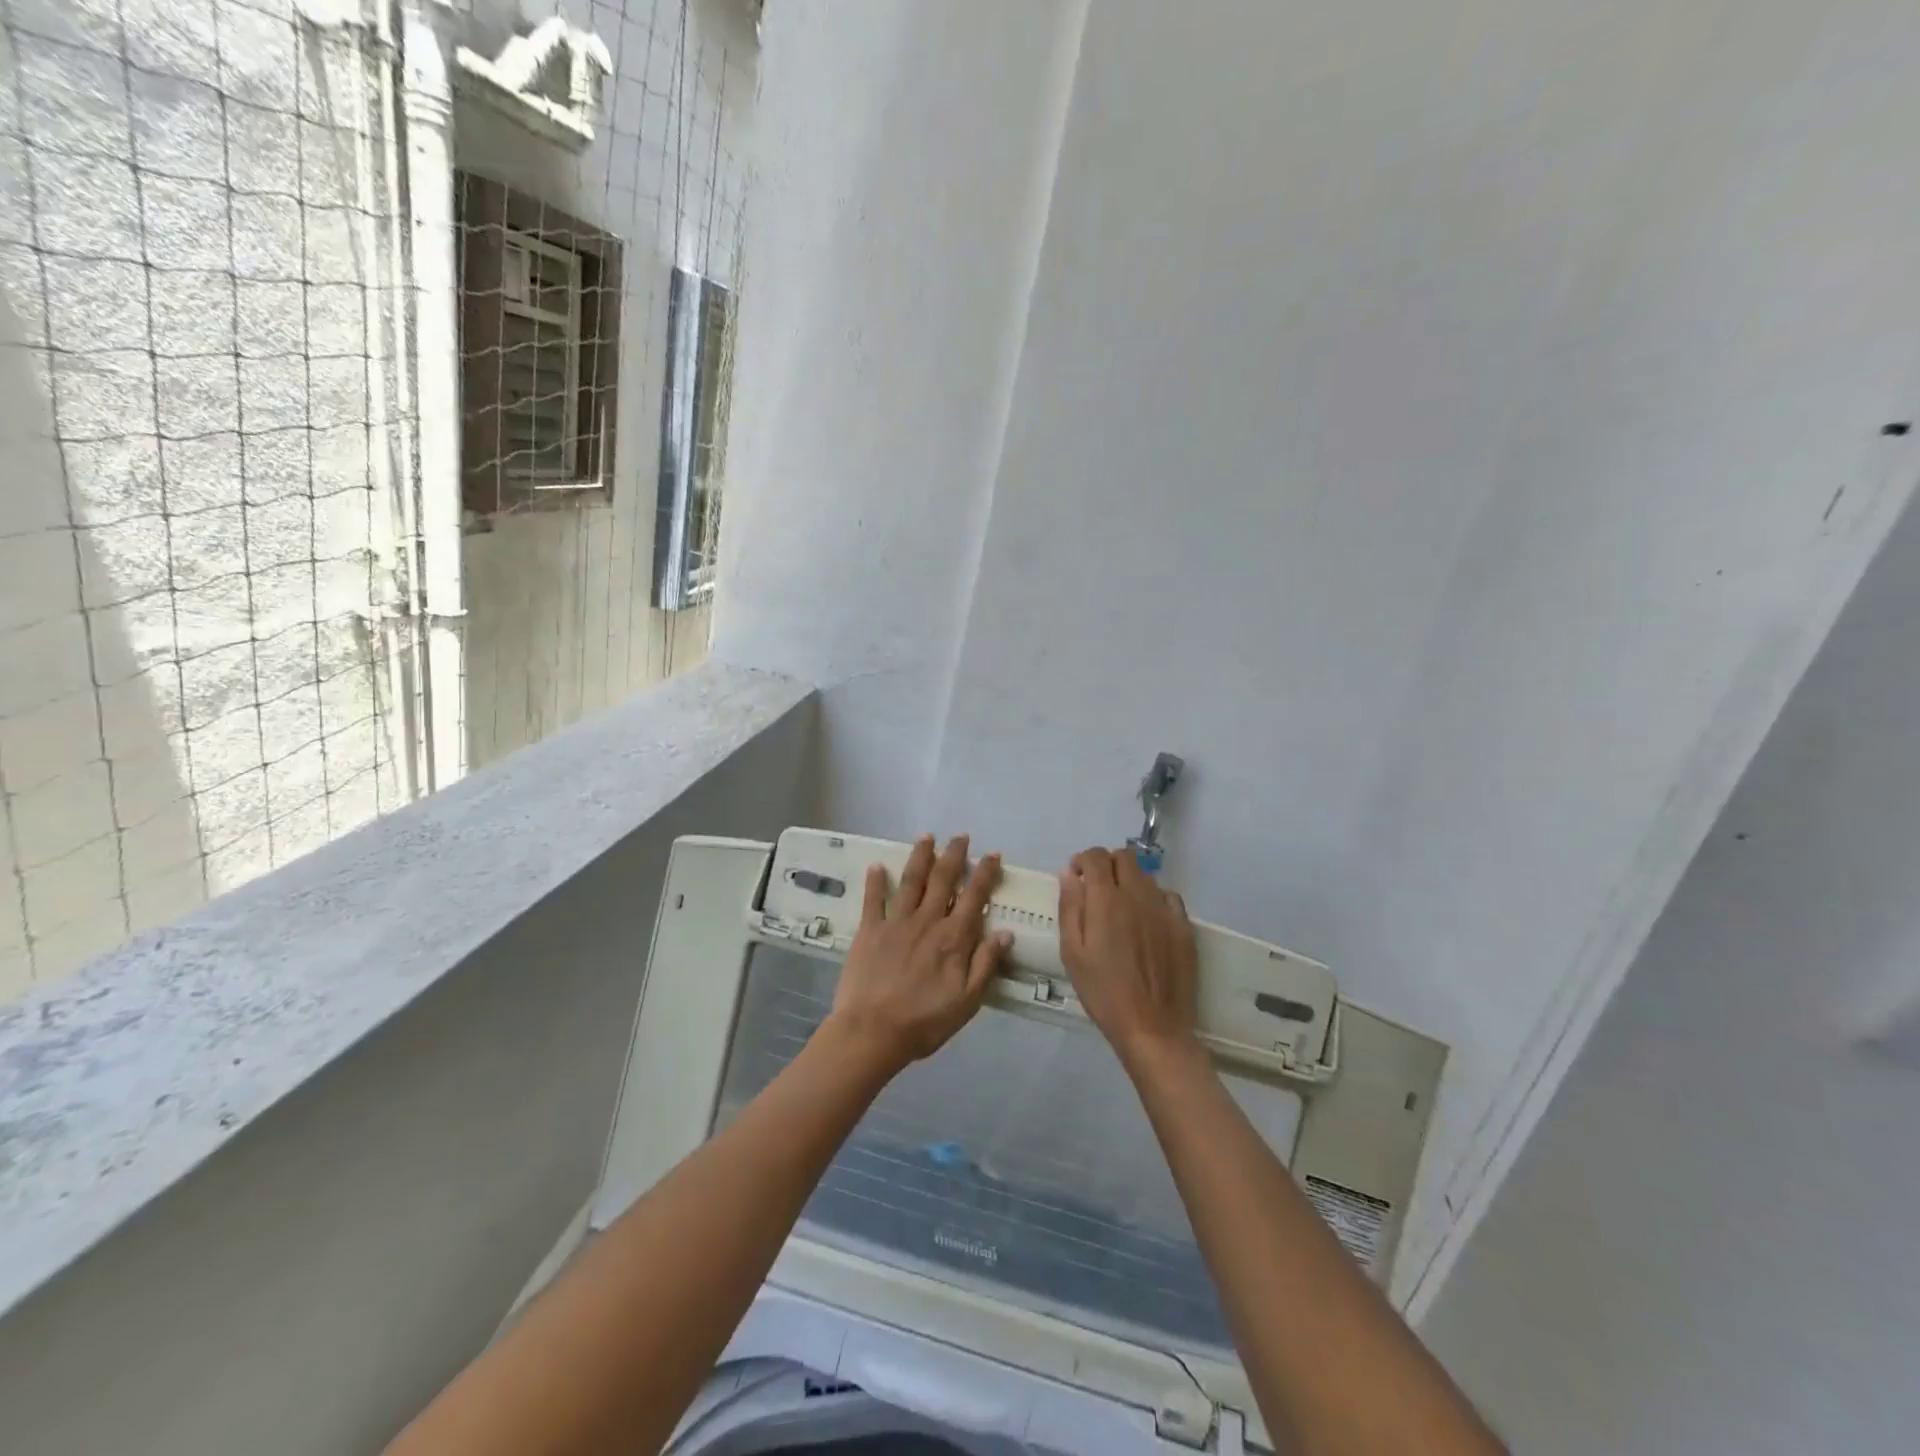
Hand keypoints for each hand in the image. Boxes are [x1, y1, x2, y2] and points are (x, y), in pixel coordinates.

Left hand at [827, 834, 1012, 1072]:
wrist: (872, 1032)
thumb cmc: (924, 1021)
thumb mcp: (967, 1001)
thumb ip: (986, 964)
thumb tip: (1006, 933)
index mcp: (953, 938)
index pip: (974, 897)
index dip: (984, 873)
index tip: (992, 854)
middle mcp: (927, 921)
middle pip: (943, 879)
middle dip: (953, 855)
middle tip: (960, 836)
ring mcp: (896, 922)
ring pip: (911, 881)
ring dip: (920, 857)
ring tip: (926, 837)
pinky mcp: (869, 930)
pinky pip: (873, 900)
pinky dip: (875, 881)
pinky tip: (876, 865)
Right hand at [1058, 846, 1200, 1068]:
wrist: (1152, 1027)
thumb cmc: (1103, 992)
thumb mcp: (1072, 953)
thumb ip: (1070, 908)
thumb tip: (1069, 875)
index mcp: (1106, 900)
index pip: (1096, 857)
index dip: (1083, 860)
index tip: (1076, 877)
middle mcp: (1138, 895)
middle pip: (1125, 857)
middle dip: (1107, 864)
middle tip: (1097, 888)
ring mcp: (1164, 910)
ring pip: (1146, 876)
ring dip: (1130, 881)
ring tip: (1121, 908)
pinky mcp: (1184, 926)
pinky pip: (1168, 897)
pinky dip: (1154, 899)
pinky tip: (1148, 921)